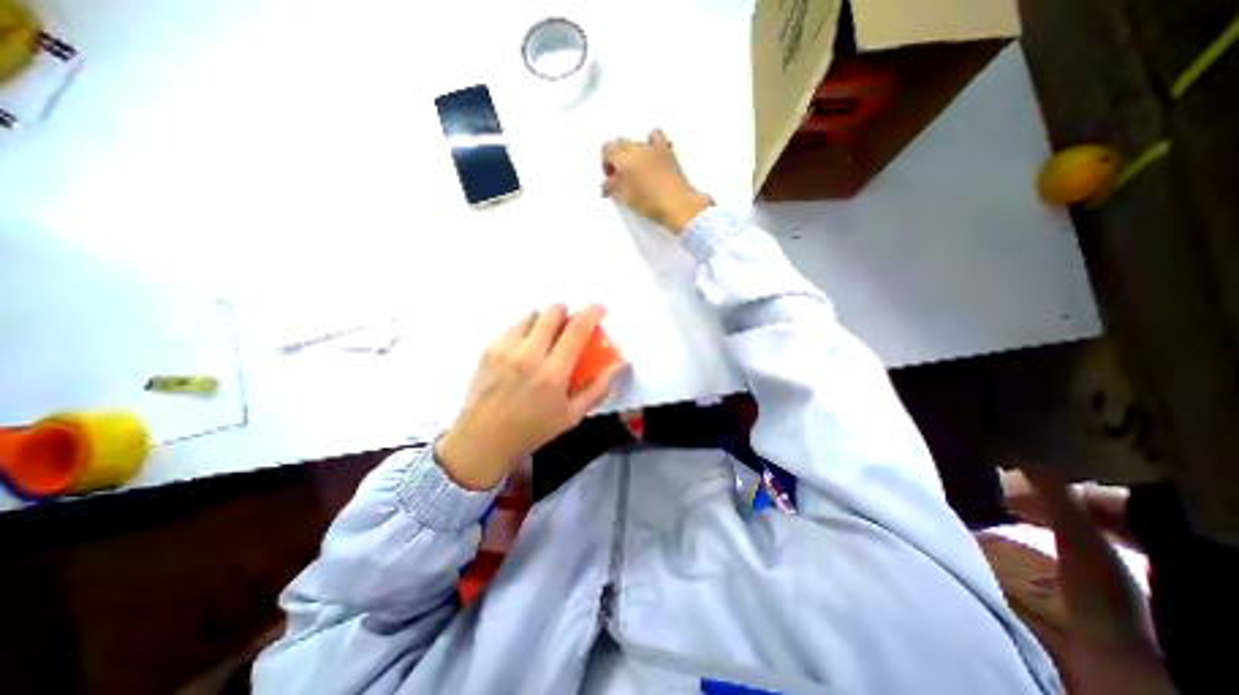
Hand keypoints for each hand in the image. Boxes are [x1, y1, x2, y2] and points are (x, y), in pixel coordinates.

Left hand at [437, 301, 630, 488]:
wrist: (483, 439)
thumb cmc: (533, 429)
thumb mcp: (572, 415)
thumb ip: (598, 387)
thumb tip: (619, 364)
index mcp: (553, 373)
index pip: (577, 330)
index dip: (592, 313)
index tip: (599, 308)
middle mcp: (529, 355)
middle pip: (552, 312)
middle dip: (566, 313)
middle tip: (569, 328)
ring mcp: (506, 349)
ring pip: (532, 315)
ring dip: (545, 321)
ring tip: (545, 338)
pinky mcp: (489, 349)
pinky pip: (514, 326)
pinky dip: (526, 330)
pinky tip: (525, 349)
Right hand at [603, 131, 712, 235]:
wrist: (679, 206)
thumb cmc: (650, 205)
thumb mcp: (627, 199)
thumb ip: (613, 188)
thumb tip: (607, 183)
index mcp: (625, 159)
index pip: (607, 149)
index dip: (605, 163)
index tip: (610, 178)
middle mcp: (638, 149)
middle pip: (620, 143)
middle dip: (617, 157)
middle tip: (620, 177)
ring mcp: (655, 148)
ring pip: (636, 142)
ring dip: (632, 153)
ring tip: (636, 170)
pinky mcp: (668, 152)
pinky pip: (656, 138)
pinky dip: (650, 143)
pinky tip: (651, 157)